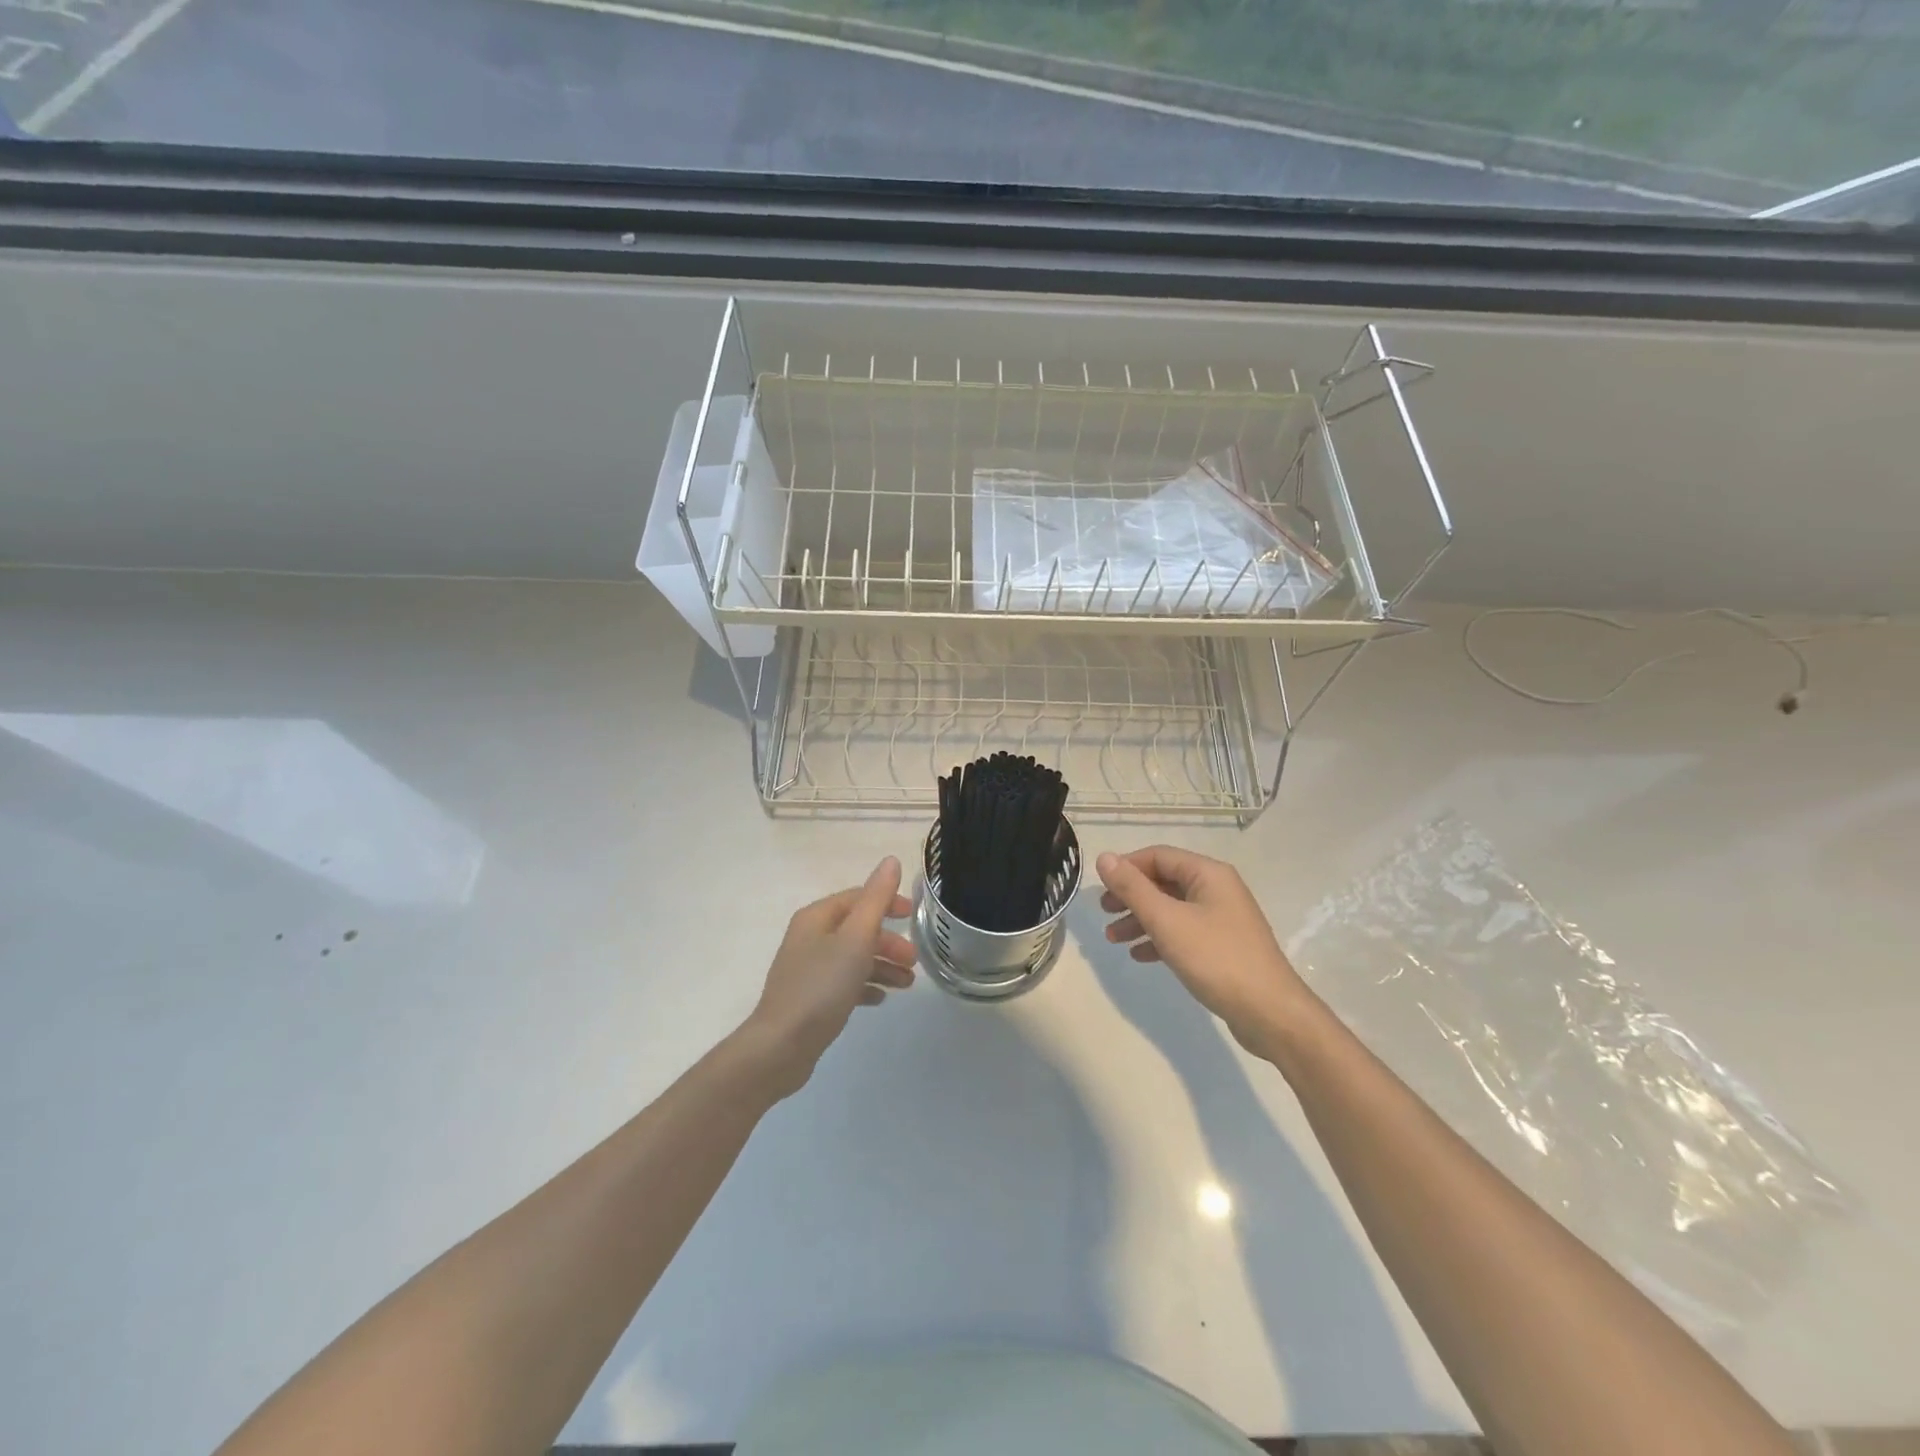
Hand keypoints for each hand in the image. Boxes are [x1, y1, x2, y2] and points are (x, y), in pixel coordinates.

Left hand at [738, 857, 917, 1097]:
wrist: (781, 1046)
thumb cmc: (822, 986)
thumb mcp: (856, 938)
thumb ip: (876, 899)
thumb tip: (891, 861)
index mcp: (817, 918)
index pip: (857, 898)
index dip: (887, 902)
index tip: (913, 916)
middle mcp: (809, 938)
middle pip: (857, 929)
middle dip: (888, 941)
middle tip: (914, 960)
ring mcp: (807, 969)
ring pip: (853, 957)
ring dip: (882, 965)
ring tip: (907, 984)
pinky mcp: (810, 998)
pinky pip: (843, 983)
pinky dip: (864, 986)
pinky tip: (880, 999)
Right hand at [1097, 846, 1310, 1056]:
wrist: (1270, 1013)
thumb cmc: (1216, 959)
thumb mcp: (1167, 921)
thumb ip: (1133, 888)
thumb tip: (1104, 857)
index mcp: (1208, 874)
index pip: (1158, 856)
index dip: (1126, 867)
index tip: (1099, 887)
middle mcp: (1217, 889)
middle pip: (1164, 881)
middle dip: (1131, 896)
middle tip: (1104, 912)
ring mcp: (1222, 919)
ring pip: (1171, 909)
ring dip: (1140, 920)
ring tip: (1113, 939)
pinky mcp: (1223, 946)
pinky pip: (1183, 932)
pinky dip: (1159, 939)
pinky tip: (1140, 956)